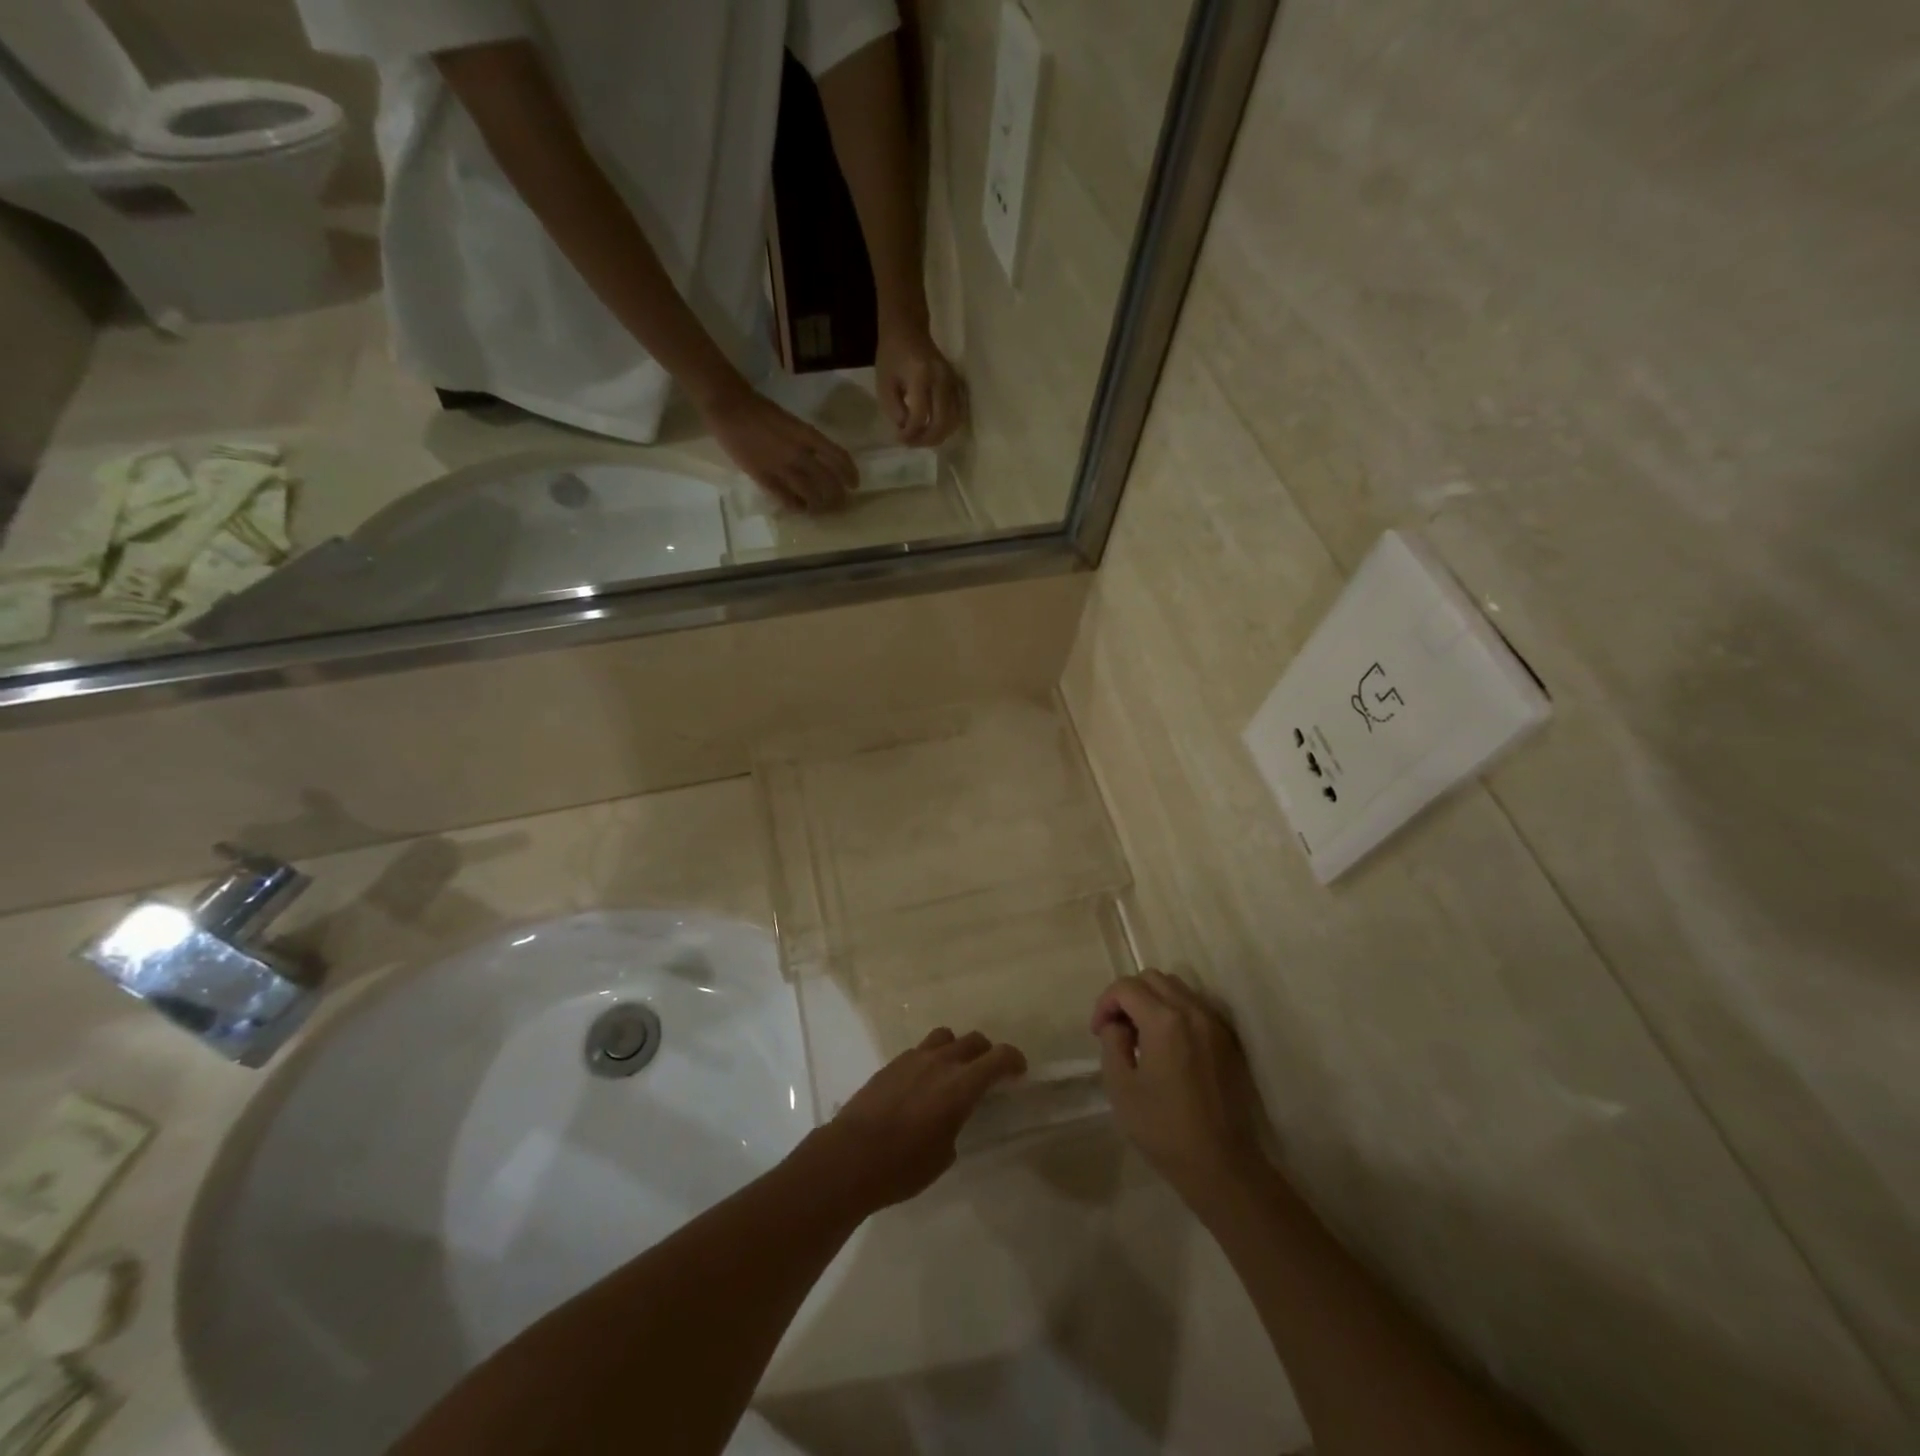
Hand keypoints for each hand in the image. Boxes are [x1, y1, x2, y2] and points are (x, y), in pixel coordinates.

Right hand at [702, 384, 857, 511]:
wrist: (729, 407)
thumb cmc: (761, 410)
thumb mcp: (792, 422)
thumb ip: (807, 441)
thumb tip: (821, 460)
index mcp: (807, 435)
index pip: (838, 457)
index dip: (850, 473)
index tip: (854, 484)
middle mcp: (799, 452)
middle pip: (828, 481)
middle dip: (837, 495)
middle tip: (840, 503)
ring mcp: (781, 466)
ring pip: (810, 493)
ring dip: (819, 504)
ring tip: (821, 509)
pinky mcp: (763, 477)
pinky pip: (785, 498)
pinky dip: (796, 506)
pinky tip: (801, 509)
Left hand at [799, 1028, 1026, 1214]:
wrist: (850, 1156)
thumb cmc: (903, 1166)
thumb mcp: (944, 1154)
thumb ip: (955, 1124)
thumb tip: (950, 1117)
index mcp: (960, 1085)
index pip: (998, 1057)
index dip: (1014, 1059)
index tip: (1019, 1070)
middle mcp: (940, 1063)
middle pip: (973, 1040)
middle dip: (986, 1052)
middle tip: (988, 1072)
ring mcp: (913, 1059)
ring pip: (945, 1037)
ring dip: (956, 1049)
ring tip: (953, 1071)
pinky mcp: (891, 1064)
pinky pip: (920, 1050)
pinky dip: (930, 1059)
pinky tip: (922, 1083)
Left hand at [875, 324, 965, 445]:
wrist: (908, 328)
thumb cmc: (891, 355)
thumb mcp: (884, 383)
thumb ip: (894, 409)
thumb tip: (907, 431)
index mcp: (920, 376)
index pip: (920, 416)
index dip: (910, 433)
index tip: (901, 438)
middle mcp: (941, 379)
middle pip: (941, 422)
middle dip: (927, 439)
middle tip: (913, 443)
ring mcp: (953, 381)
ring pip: (954, 420)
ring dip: (939, 436)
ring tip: (923, 438)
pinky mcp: (958, 384)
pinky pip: (959, 413)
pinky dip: (948, 426)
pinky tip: (935, 429)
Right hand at [1092, 971, 1267, 1207]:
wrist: (1221, 1165)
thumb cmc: (1164, 1129)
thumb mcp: (1121, 1087)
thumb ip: (1113, 1043)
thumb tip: (1118, 1025)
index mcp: (1164, 1021)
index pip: (1126, 987)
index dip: (1105, 1003)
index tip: (1098, 1032)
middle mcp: (1192, 1011)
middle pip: (1153, 979)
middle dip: (1128, 996)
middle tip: (1117, 1029)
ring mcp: (1215, 1024)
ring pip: (1177, 988)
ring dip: (1153, 1000)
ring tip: (1142, 1035)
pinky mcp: (1228, 1040)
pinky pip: (1196, 1007)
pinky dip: (1175, 1012)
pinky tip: (1168, 1045)